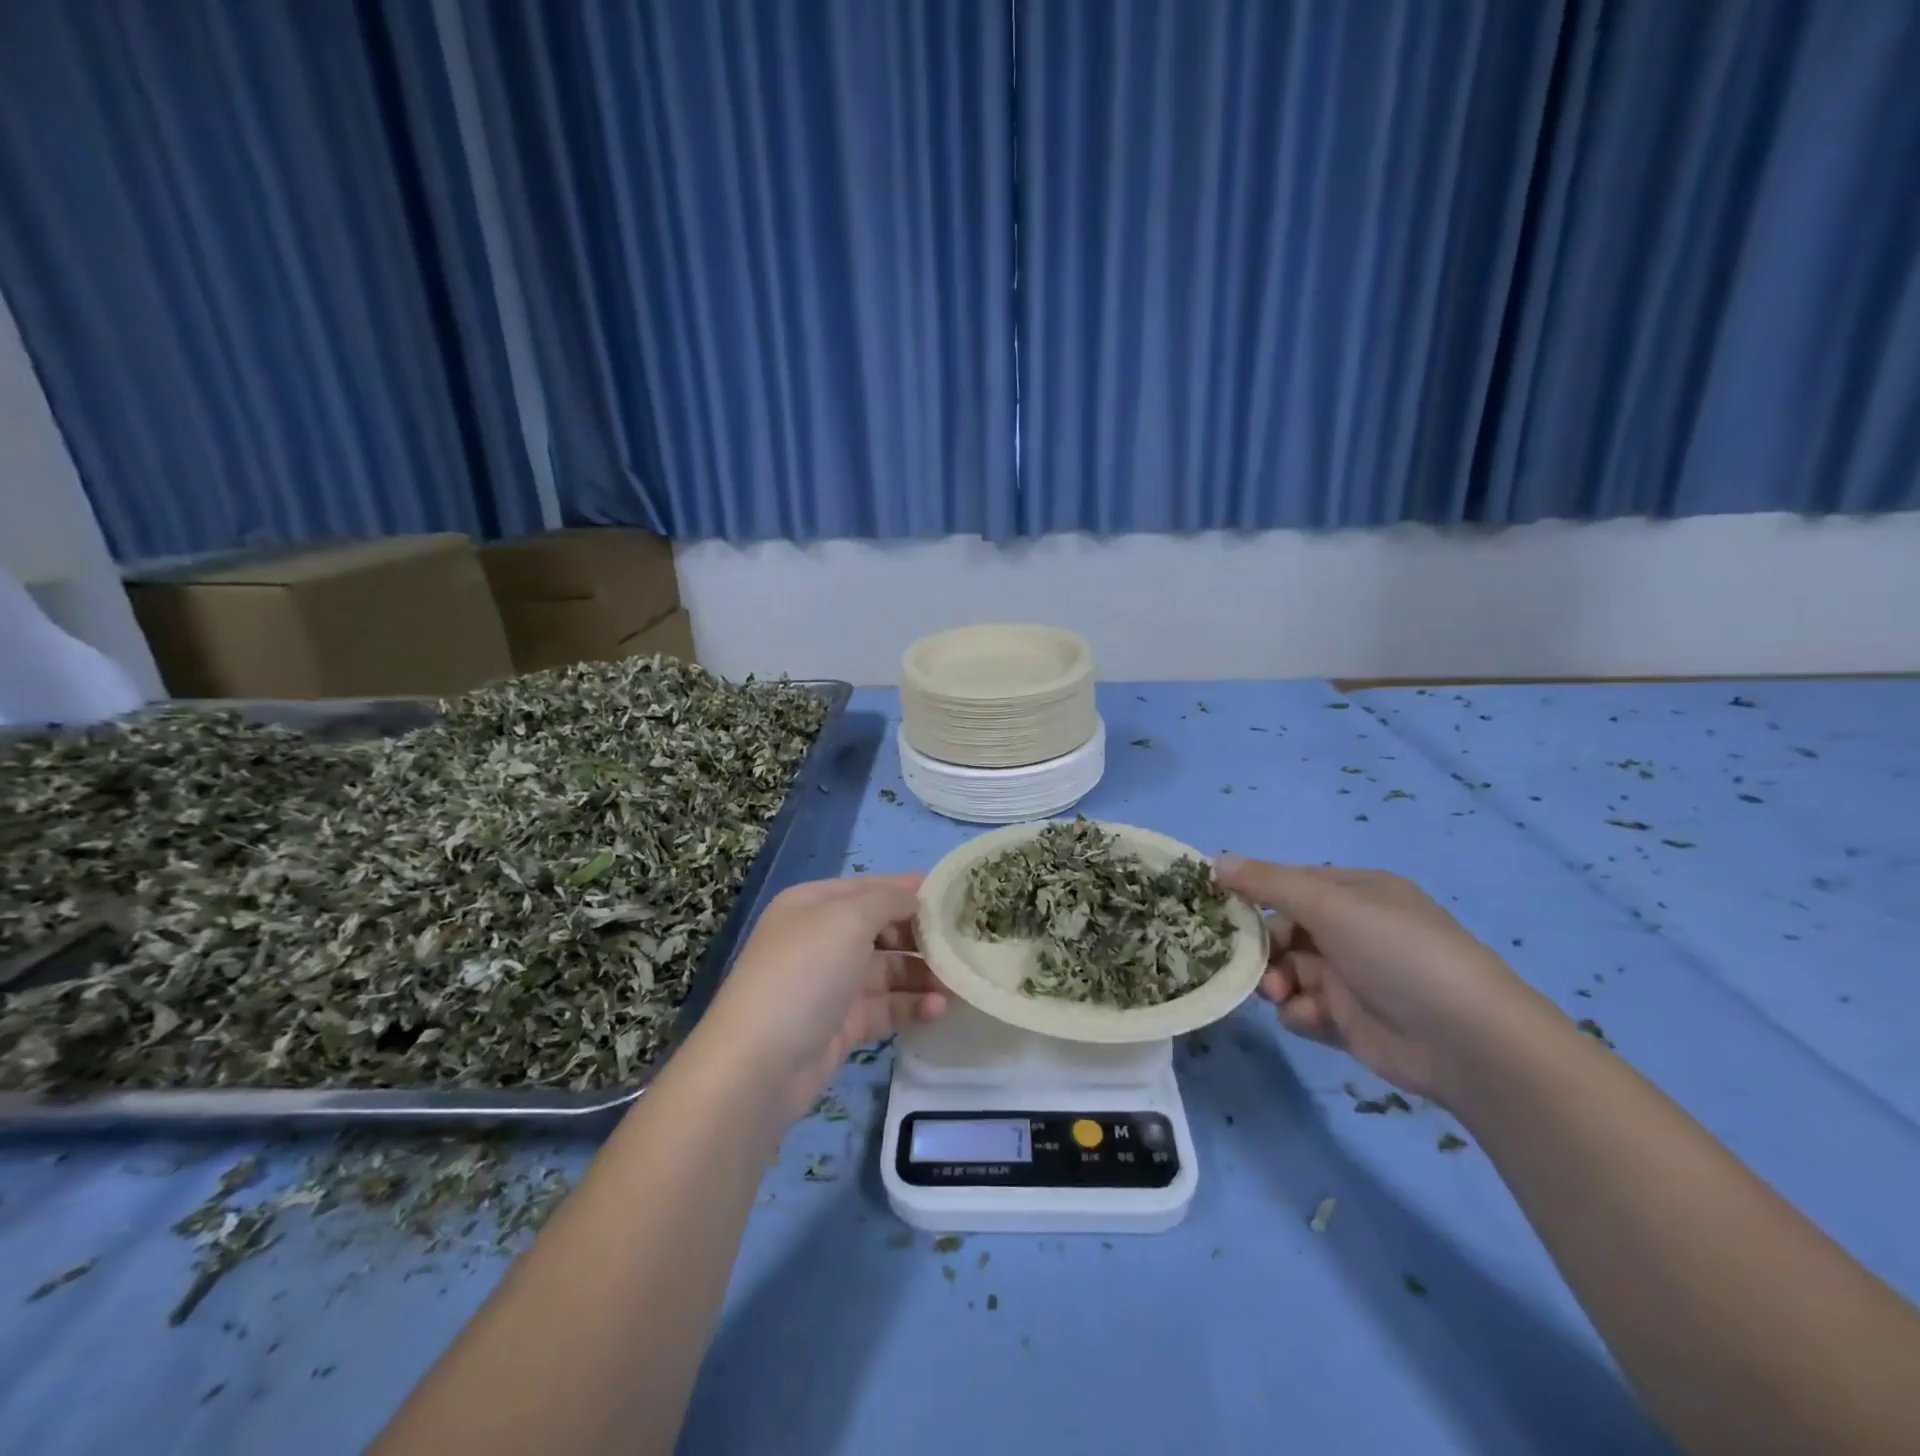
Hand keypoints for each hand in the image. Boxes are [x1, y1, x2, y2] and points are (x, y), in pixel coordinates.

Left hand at [695, 874, 947, 1120]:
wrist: (758, 1066)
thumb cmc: (804, 974)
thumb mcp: (847, 919)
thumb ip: (887, 900)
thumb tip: (915, 897)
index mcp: (814, 905)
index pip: (870, 888)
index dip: (909, 889)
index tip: (955, 896)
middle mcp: (821, 939)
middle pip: (882, 929)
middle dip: (922, 936)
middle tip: (964, 944)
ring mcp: (830, 984)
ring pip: (888, 970)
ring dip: (923, 974)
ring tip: (960, 984)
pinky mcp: (841, 1026)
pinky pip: (884, 1007)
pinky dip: (911, 1006)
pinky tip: (939, 1010)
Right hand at [1213, 855, 1544, 1101]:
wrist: (1468, 1042)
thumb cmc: (1397, 953)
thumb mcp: (1330, 905)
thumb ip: (1268, 883)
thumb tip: (1214, 861)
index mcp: (1355, 893)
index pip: (1289, 883)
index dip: (1251, 892)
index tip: (1214, 905)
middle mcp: (1352, 931)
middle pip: (1282, 930)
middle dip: (1261, 946)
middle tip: (1243, 960)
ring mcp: (1351, 977)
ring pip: (1286, 970)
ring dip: (1275, 980)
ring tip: (1282, 994)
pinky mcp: (1349, 1021)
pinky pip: (1303, 1008)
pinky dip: (1299, 1012)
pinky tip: (1311, 1018)